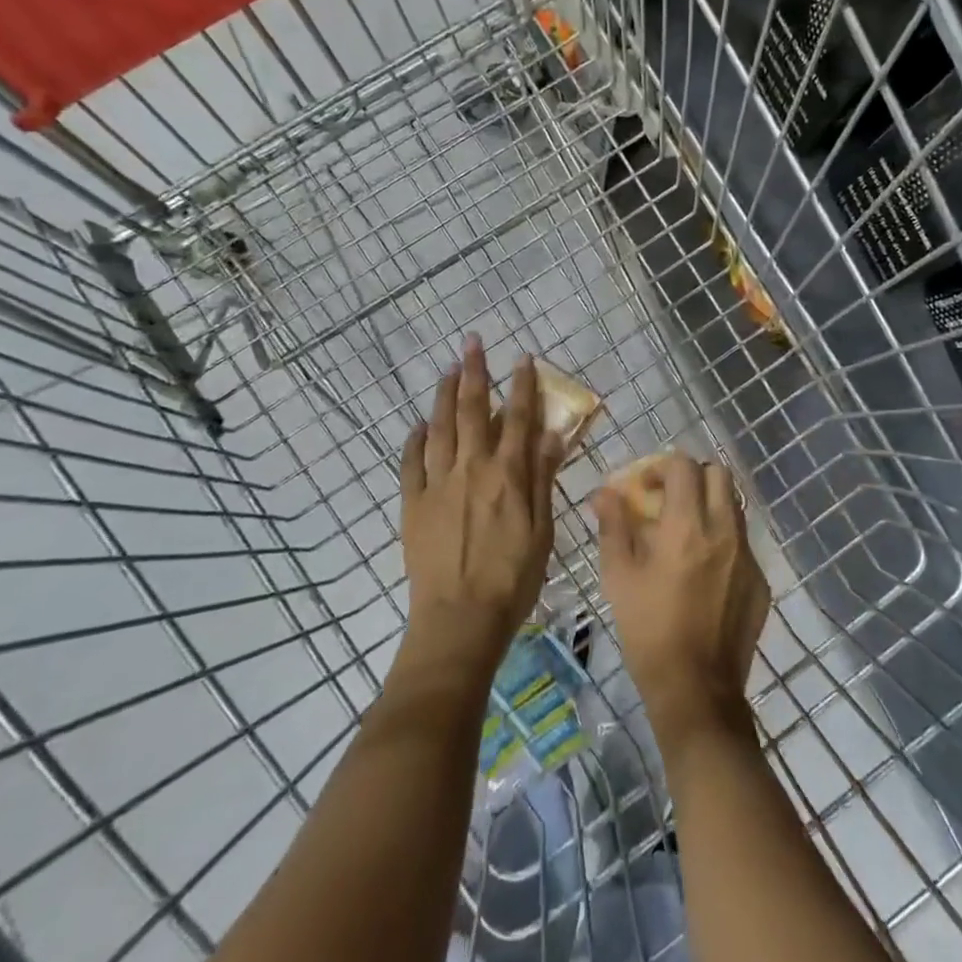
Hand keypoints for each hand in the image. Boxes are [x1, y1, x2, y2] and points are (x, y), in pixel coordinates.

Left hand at [399, 337, 561, 676]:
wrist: (458, 619)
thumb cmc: (512, 579)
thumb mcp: (542, 531)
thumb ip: (543, 479)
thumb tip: (550, 433)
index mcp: (507, 475)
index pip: (517, 419)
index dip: (521, 385)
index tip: (522, 357)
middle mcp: (471, 469)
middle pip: (473, 411)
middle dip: (475, 373)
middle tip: (472, 343)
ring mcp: (437, 484)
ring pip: (440, 427)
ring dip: (444, 395)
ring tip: (448, 369)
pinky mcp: (413, 503)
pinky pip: (411, 462)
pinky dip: (415, 438)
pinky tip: (419, 423)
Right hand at [595, 456, 768, 747]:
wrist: (696, 690)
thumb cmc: (648, 630)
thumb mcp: (618, 577)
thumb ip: (613, 526)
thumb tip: (605, 492)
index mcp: (687, 526)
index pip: (683, 466)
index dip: (660, 467)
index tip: (644, 488)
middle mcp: (724, 532)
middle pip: (719, 475)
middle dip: (692, 478)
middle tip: (669, 501)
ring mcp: (747, 556)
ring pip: (734, 507)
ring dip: (709, 506)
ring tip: (685, 535)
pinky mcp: (760, 582)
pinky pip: (742, 543)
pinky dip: (722, 541)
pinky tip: (703, 572)